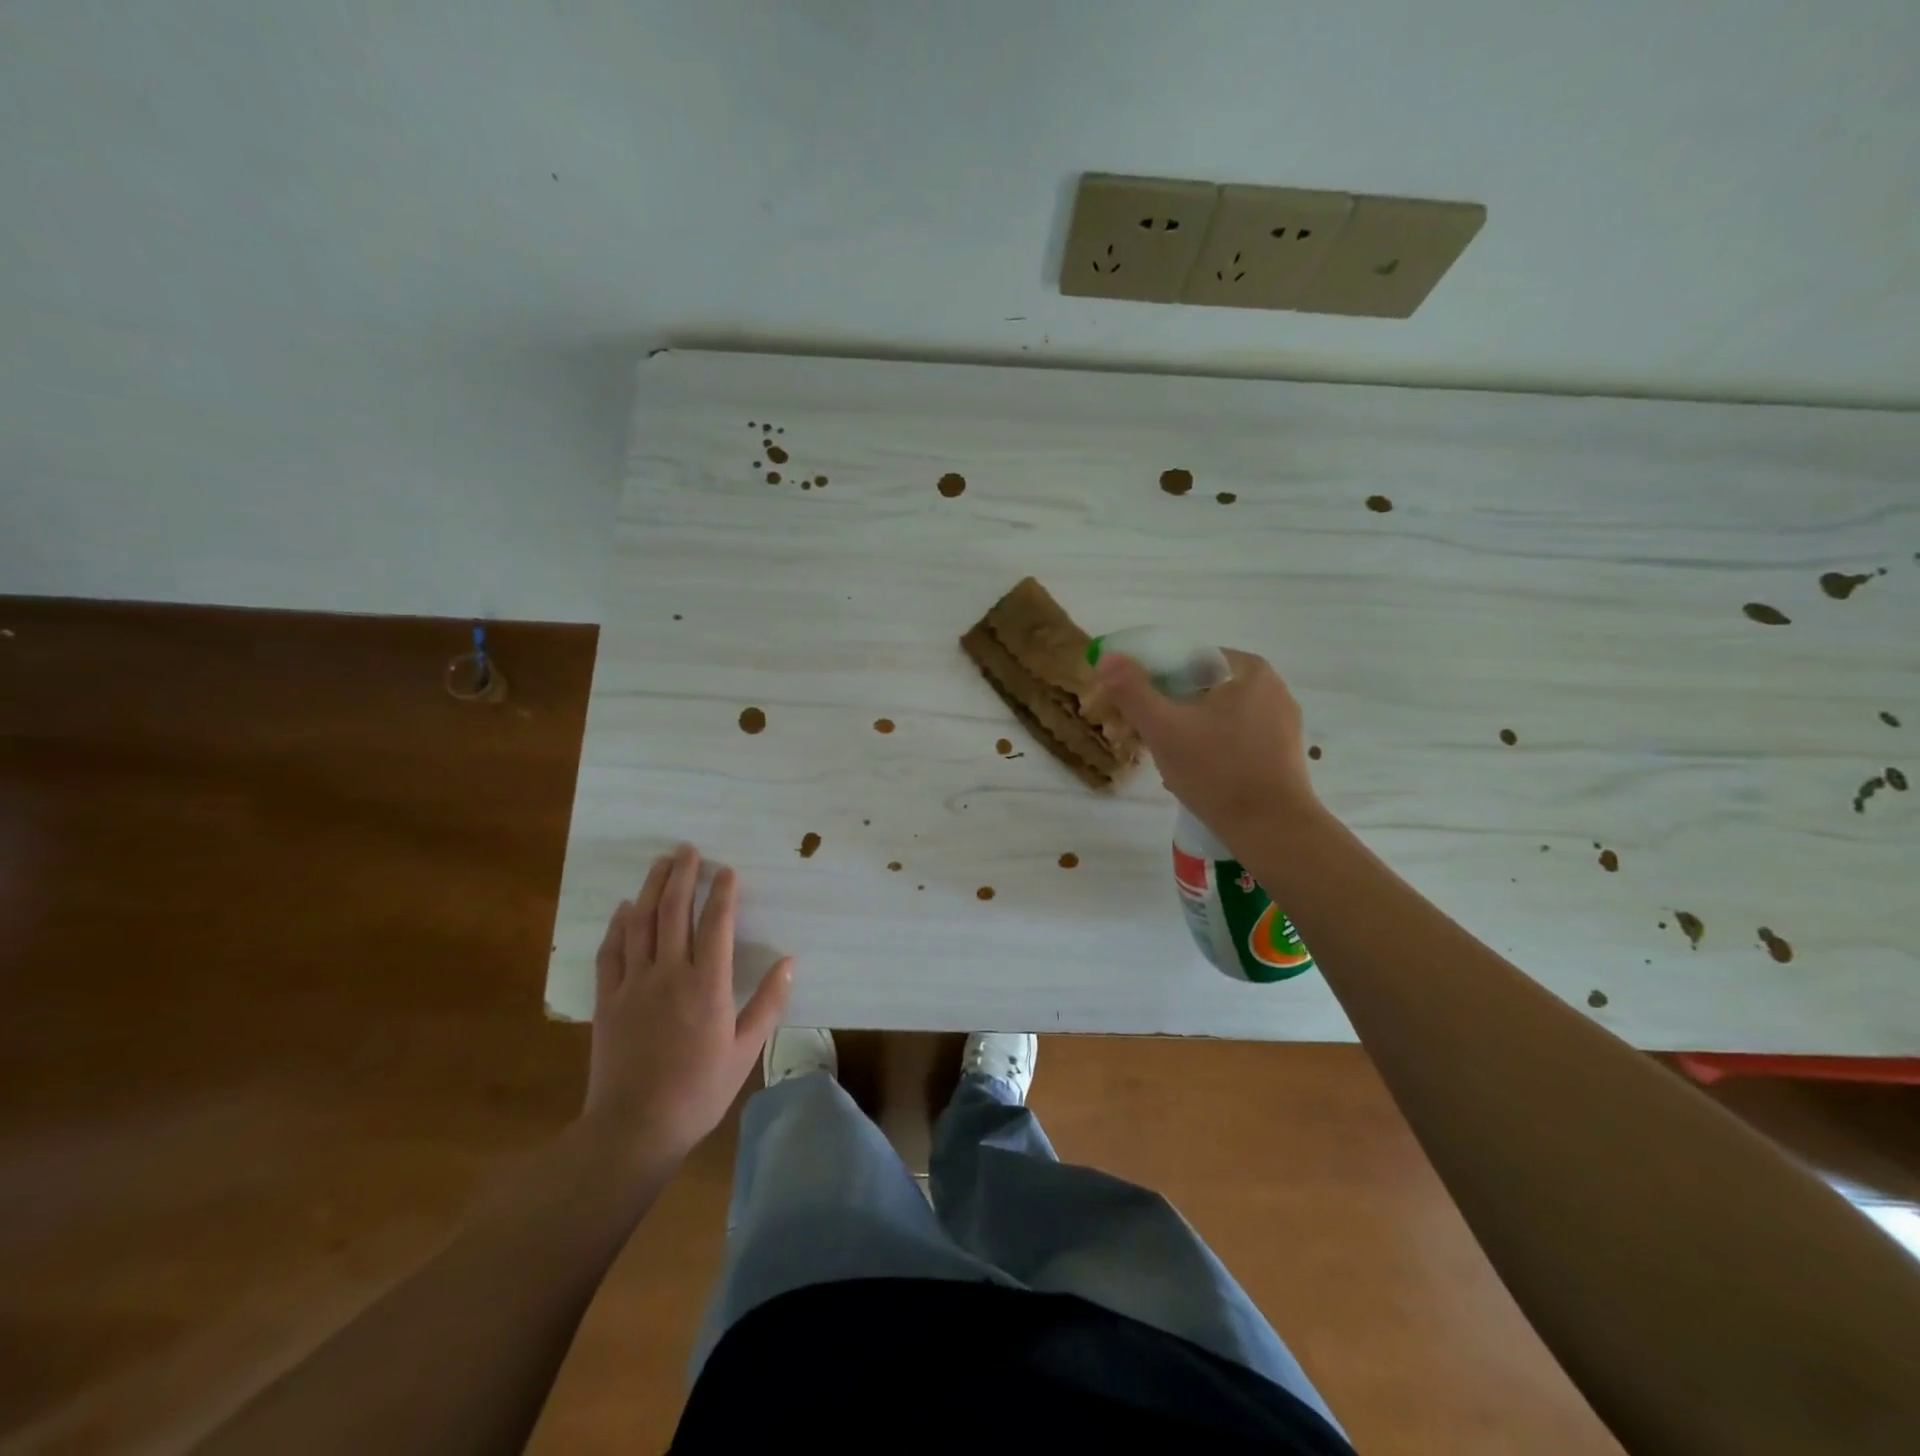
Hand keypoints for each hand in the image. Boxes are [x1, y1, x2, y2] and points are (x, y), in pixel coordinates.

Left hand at [582, 844, 792, 1163]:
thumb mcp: (745, 1051)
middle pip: (673, 912)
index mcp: (706, 984)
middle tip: (687, 849)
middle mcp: (669, 974)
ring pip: (640, 924)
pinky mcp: (608, 1001)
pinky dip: (618, 926)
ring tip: (659, 864)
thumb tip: (790, 963)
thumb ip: (768, 1003)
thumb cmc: (698, 1091)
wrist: (634, 1128)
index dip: (721, 893)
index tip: (726, 870)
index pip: (715, 924)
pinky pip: (611, 952)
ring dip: (650, 889)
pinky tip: (623, 910)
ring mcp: (633, 985)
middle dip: (681, 876)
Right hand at [1094, 647, 1321, 841]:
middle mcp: (1271, 688)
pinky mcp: (1283, 753)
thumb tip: (1106, 657)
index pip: (1187, 660)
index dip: (1154, 681)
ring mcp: (1282, 722)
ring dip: (1187, 734)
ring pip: (1216, 717)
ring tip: (1168, 765)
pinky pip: (1234, 740)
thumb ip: (1132, 690)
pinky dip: (1210, 750)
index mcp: (1248, 669)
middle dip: (1169, 712)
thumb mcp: (1163, 729)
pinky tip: (1196, 776)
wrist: (1272, 830)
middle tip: (1145, 740)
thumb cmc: (1217, 771)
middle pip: (1201, 689)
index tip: (1135, 710)